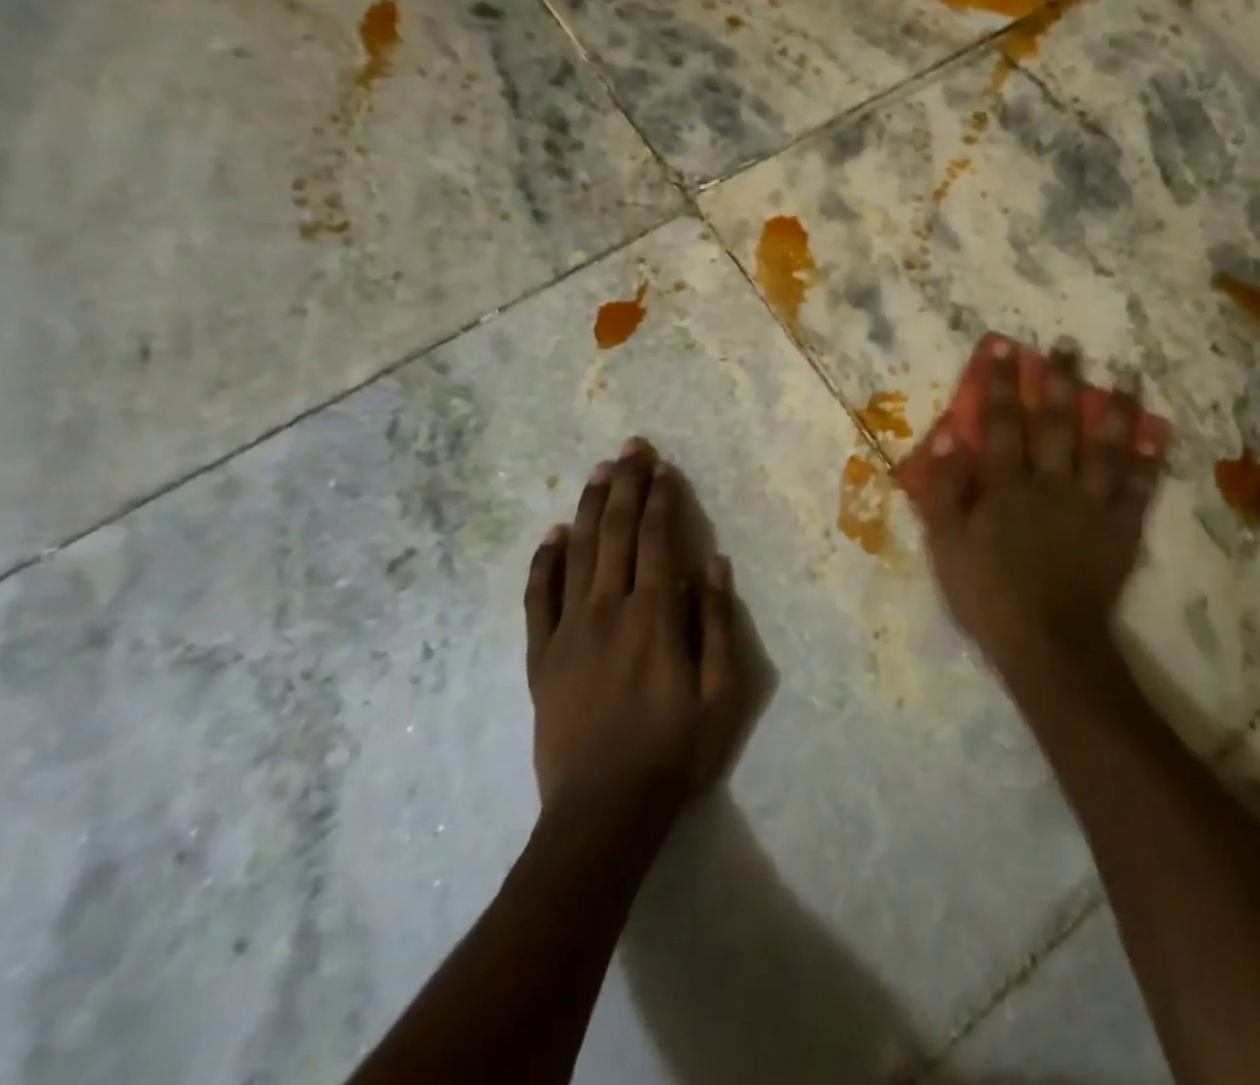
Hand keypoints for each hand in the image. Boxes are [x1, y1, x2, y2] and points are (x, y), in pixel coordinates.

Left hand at [525, 440, 745, 823]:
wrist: (602, 813)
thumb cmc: (673, 753)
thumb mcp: (721, 693)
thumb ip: (716, 622)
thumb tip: (713, 562)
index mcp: (653, 616)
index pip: (656, 540)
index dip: (660, 500)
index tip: (663, 468)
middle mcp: (608, 610)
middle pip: (616, 533)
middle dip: (625, 486)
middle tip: (630, 447)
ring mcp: (568, 631)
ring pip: (577, 554)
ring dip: (589, 508)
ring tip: (598, 471)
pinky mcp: (541, 657)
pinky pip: (538, 598)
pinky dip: (544, 562)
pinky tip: (552, 535)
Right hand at [915, 339, 1166, 679]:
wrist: (1046, 644)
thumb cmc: (988, 594)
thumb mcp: (946, 545)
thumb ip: (945, 490)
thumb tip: (948, 436)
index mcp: (1006, 485)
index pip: (1002, 423)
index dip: (1002, 384)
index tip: (1005, 348)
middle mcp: (1051, 483)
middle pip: (1057, 424)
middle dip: (1061, 382)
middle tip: (1069, 347)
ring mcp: (1091, 506)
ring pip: (1106, 448)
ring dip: (1116, 410)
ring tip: (1128, 377)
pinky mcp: (1120, 531)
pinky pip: (1138, 492)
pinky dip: (1150, 465)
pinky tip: (1159, 439)